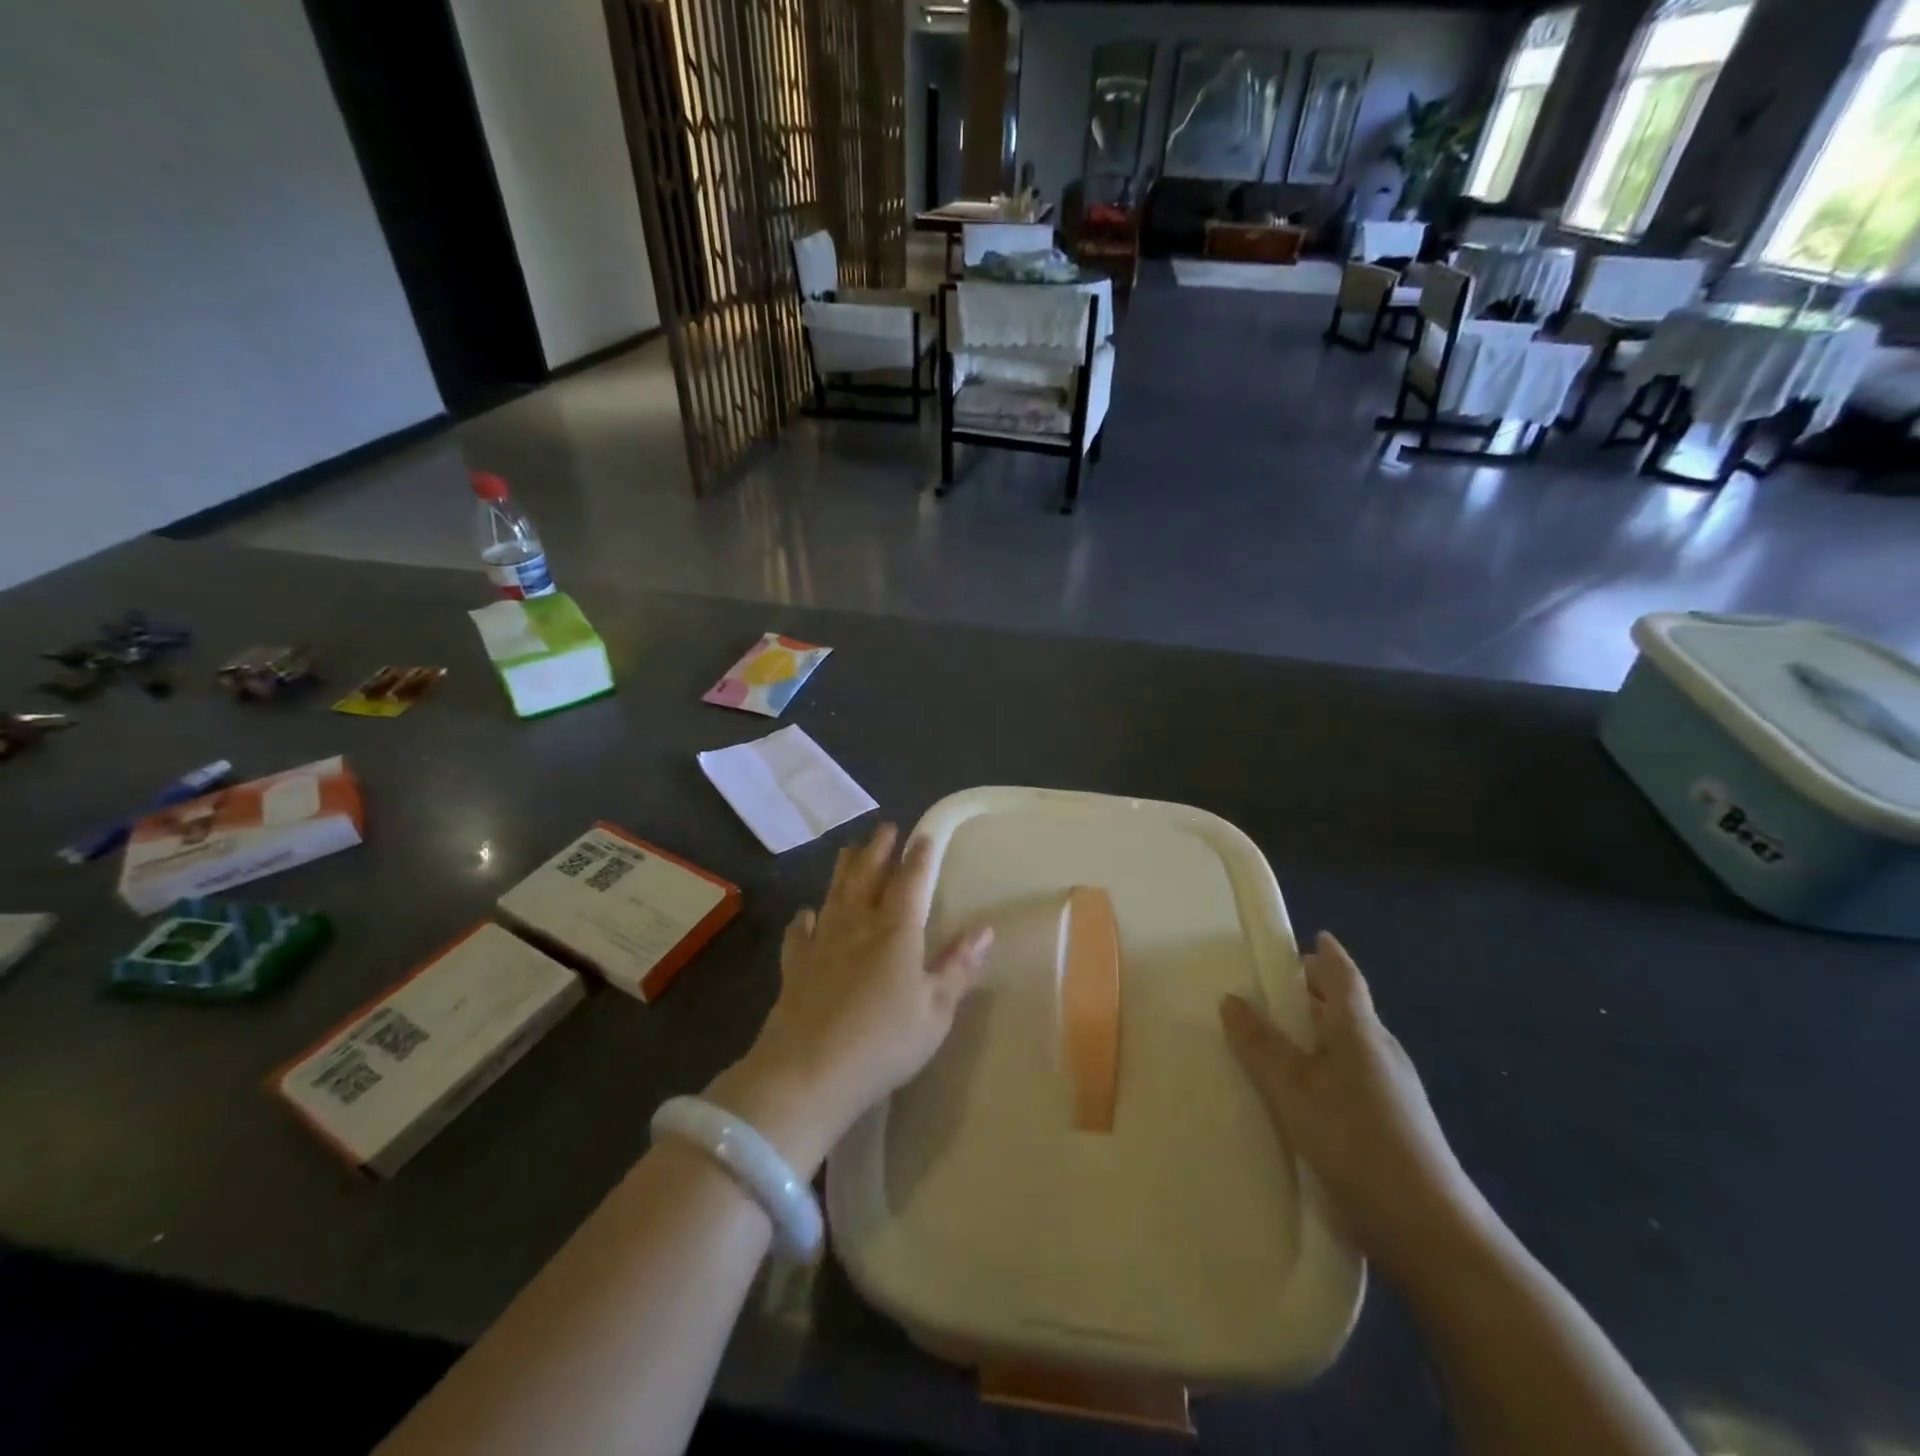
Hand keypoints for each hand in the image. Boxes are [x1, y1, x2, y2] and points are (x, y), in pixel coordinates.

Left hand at [709, 825, 991, 1176]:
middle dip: (878, 850)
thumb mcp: (936, 1009)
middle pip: (868, 876)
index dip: (919, 857)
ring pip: (834, 894)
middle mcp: (857, 926)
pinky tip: (806, 914)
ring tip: (849, 849)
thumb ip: (958, 966)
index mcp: (896, 931)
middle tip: (885, 828)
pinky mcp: (795, 967)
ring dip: (844, 869)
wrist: (808, 1072)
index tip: (923, 835)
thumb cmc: (884, 1041)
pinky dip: (805, 919)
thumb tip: (985, 928)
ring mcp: (822, 943)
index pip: (911, 882)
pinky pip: (800, 933)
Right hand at [1220, 932, 1489, 1281]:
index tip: (1312, 938)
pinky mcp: (1396, 1124)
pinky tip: (1305, 1091)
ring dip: (1319, 1032)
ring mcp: (1395, 1090)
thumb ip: (1261, 1045)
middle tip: (1276, 988)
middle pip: (1348, 1009)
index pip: (1344, 978)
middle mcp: (1382, 1052)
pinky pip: (1354, 1075)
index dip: (1328, 955)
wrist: (1431, 1231)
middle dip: (1316, 993)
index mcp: (1361, 1032)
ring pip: (1351, 1044)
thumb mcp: (1294, 1091)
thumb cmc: (1357, 1142)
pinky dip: (1327, 1065)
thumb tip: (1231, 998)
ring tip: (1279, 1037)